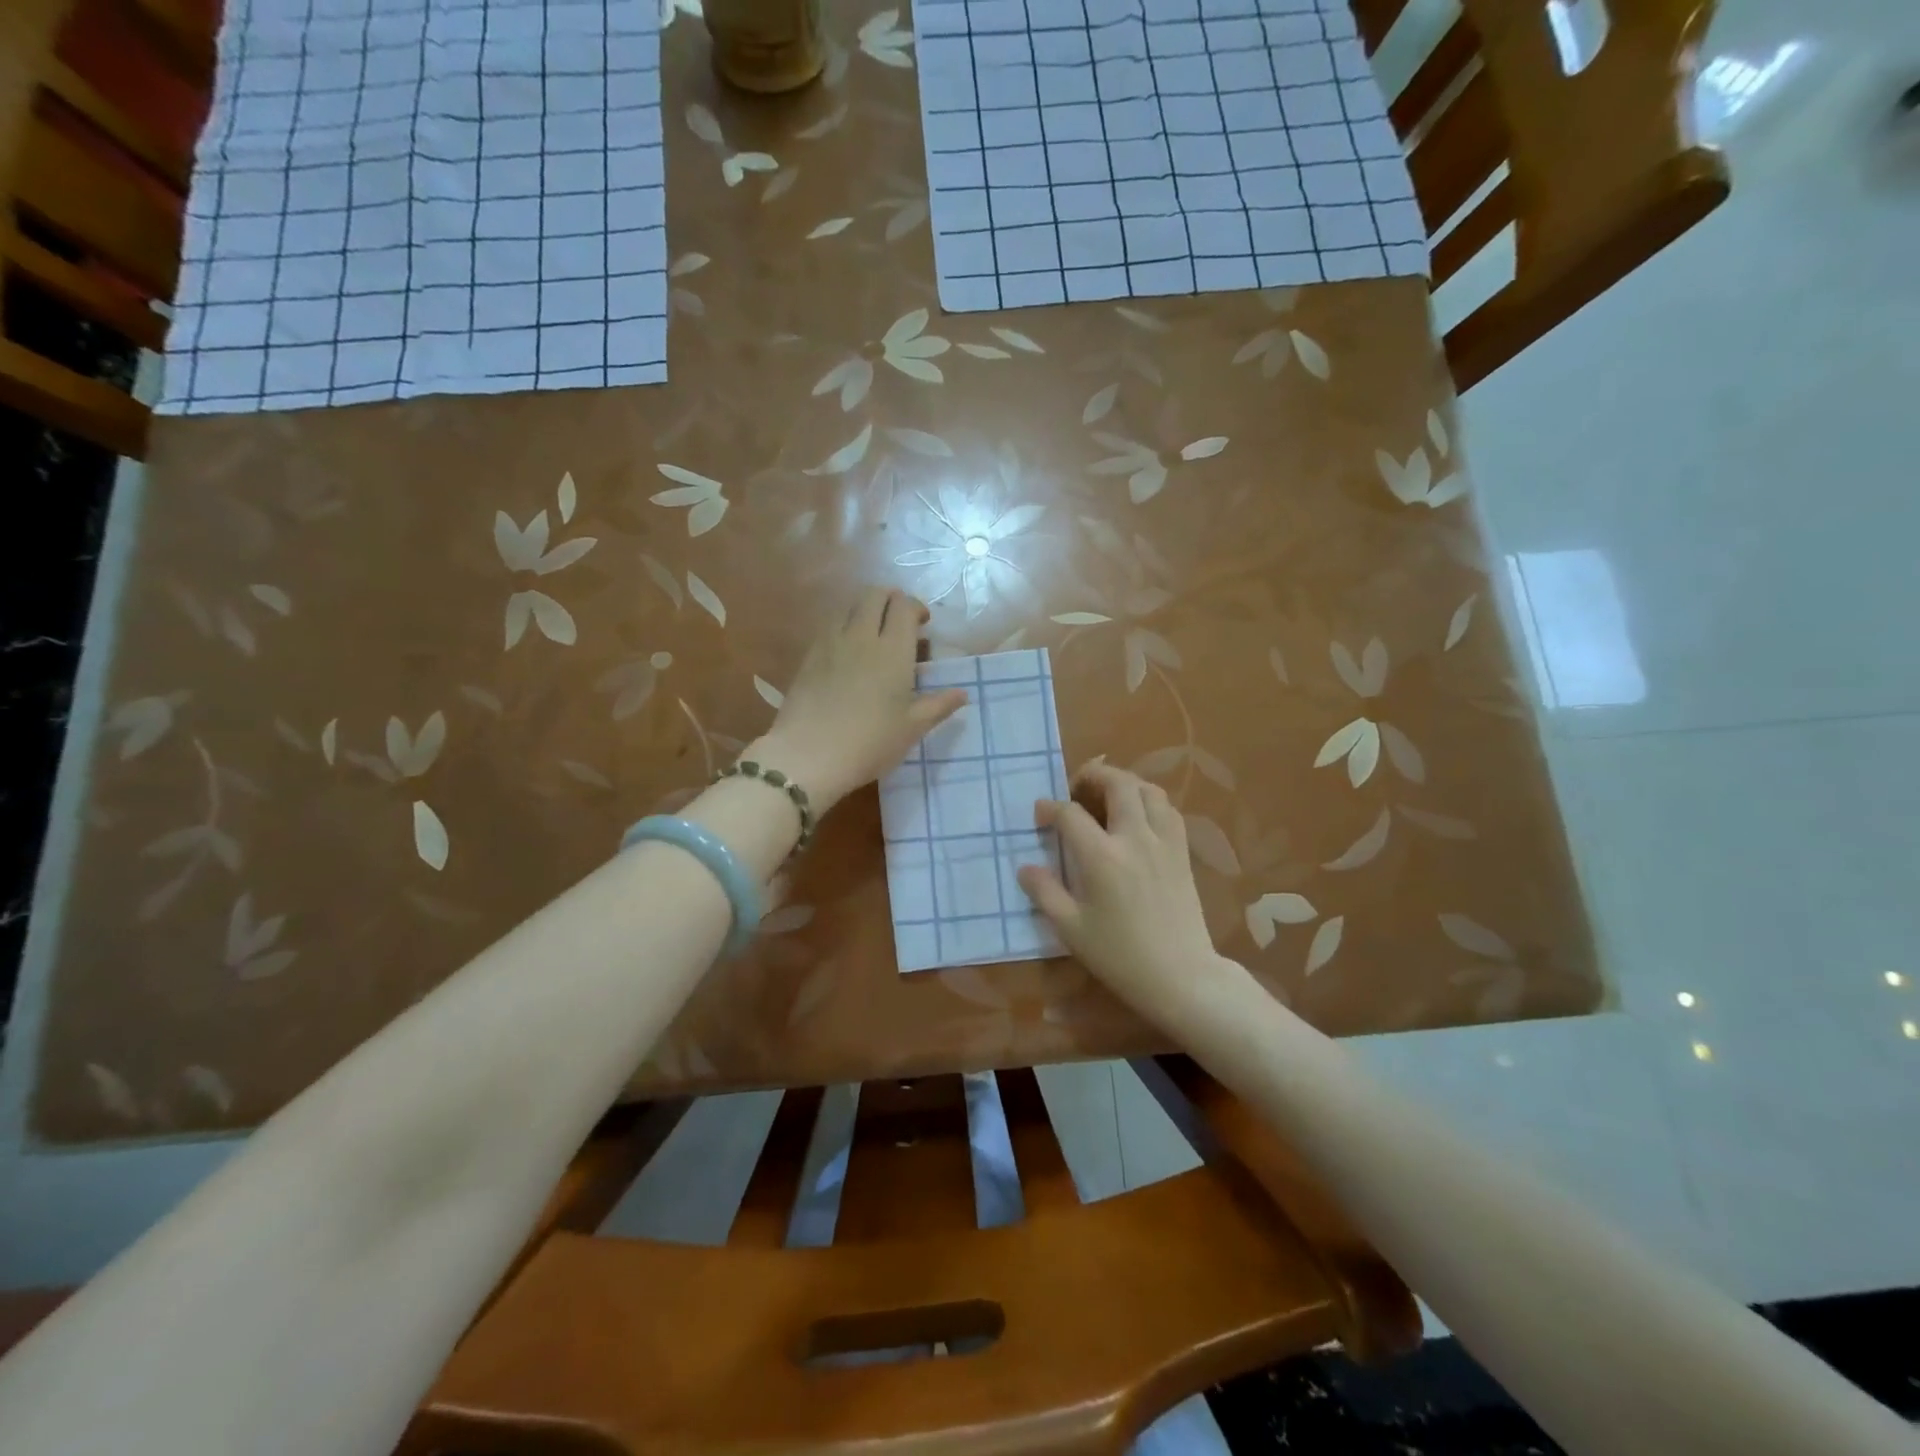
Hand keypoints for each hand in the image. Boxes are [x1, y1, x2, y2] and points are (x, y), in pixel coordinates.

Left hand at [751, 587, 965, 811]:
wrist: (808, 756)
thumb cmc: (870, 743)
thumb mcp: (912, 728)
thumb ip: (938, 705)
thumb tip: (962, 693)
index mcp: (893, 649)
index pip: (904, 606)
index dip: (915, 608)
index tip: (923, 625)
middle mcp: (861, 636)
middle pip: (874, 595)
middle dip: (890, 600)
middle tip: (900, 623)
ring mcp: (830, 643)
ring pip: (849, 607)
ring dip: (865, 611)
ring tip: (874, 637)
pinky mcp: (808, 656)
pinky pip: (830, 627)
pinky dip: (844, 628)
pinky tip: (848, 655)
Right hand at [1016, 761, 1225, 1021]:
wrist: (1180, 977)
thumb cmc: (1120, 956)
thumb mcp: (1071, 930)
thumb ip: (1044, 892)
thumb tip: (1025, 867)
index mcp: (1102, 857)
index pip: (1071, 814)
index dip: (1050, 808)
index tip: (1040, 814)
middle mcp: (1134, 839)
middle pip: (1117, 784)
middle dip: (1093, 776)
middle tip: (1076, 788)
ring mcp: (1164, 843)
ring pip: (1149, 790)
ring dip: (1125, 783)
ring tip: (1108, 795)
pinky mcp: (1182, 853)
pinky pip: (1168, 810)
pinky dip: (1150, 801)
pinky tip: (1139, 816)